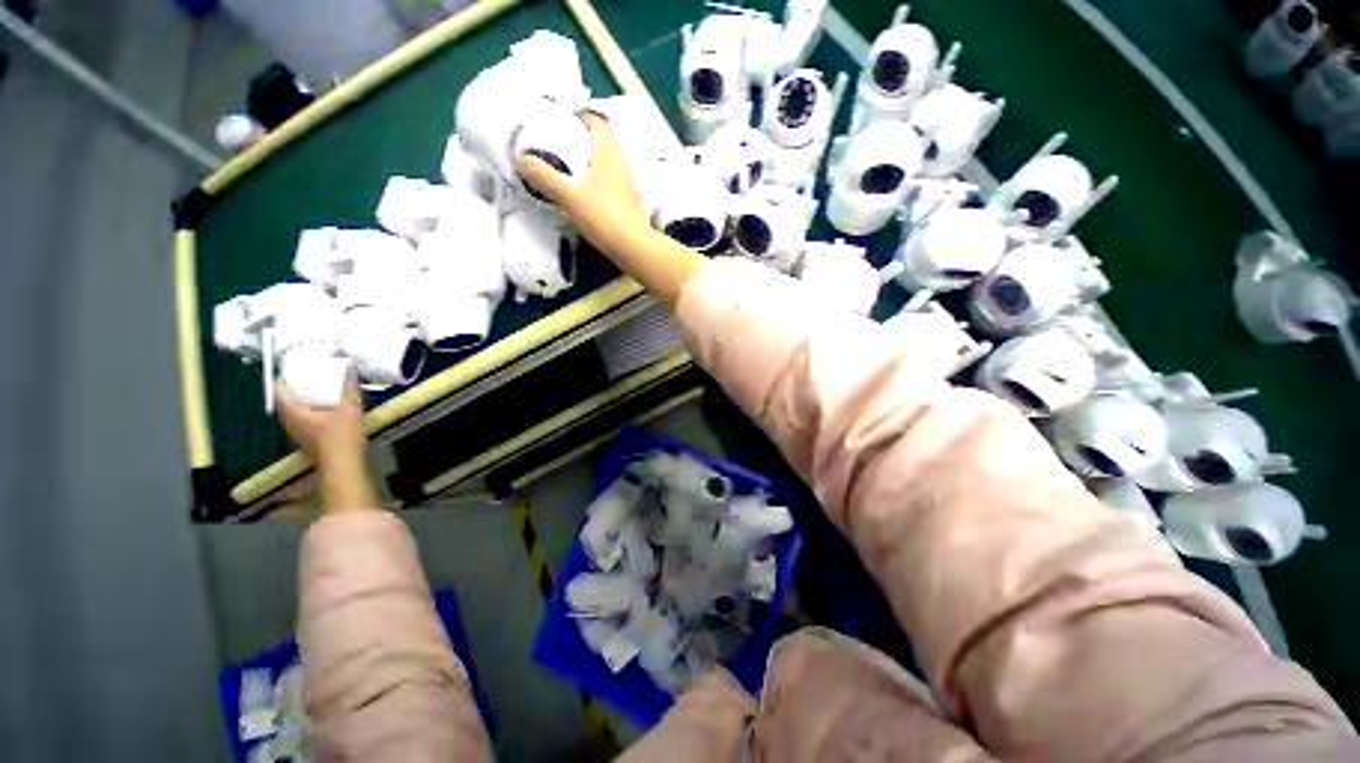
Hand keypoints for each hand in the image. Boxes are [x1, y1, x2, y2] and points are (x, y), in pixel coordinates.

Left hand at [276, 370, 365, 470]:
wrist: (343, 464)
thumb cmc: (341, 435)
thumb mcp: (349, 407)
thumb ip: (349, 387)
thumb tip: (349, 367)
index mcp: (293, 412)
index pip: (279, 391)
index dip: (283, 378)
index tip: (293, 369)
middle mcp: (290, 422)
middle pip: (285, 402)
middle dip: (295, 390)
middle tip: (307, 379)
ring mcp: (298, 434)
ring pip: (294, 413)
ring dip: (303, 402)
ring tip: (318, 393)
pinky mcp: (307, 441)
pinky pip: (303, 421)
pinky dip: (311, 413)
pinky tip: (326, 411)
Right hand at [515, 111, 653, 256]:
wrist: (633, 247)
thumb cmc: (602, 215)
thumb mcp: (568, 195)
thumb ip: (544, 175)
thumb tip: (520, 159)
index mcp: (608, 152)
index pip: (596, 121)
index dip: (579, 117)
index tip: (560, 124)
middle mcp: (622, 163)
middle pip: (601, 143)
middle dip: (580, 142)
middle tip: (558, 149)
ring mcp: (628, 184)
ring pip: (606, 164)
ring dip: (589, 165)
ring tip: (568, 173)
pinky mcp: (630, 202)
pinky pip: (610, 183)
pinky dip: (597, 183)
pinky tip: (585, 196)